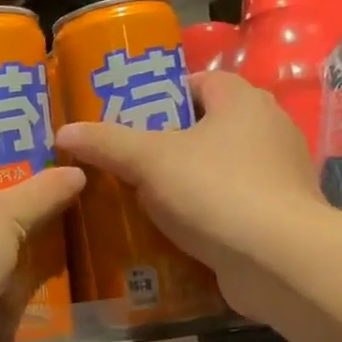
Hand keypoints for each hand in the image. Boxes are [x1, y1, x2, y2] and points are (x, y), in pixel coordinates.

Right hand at [56, 71, 325, 316]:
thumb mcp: (148, 161)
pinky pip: (232, 203)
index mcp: (243, 102)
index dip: (165, 95)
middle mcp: (269, 129)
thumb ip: (106, 143)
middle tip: (128, 161)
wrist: (277, 259)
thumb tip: (63, 131)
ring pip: (221, 167)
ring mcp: (279, 175)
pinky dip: (205, 212)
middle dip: (170, 142)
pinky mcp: (278, 215)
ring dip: (186, 180)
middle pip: (210, 126)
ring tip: (143, 198)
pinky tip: (175, 230)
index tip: (132, 118)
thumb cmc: (214, 190)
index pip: (202, 82)